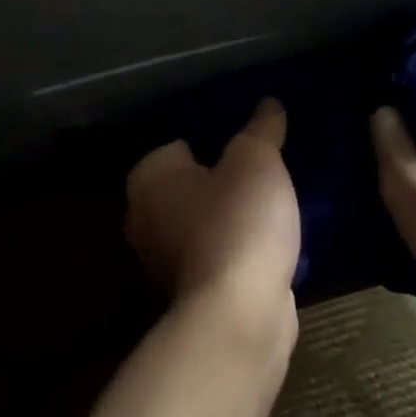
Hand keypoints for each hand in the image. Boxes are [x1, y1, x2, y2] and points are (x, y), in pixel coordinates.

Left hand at [125, 99, 298, 342]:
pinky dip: (237, 251)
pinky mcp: (191, 292)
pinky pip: (217, 256)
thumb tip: (268, 104)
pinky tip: (269, 245)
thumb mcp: (257, 160)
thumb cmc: (238, 220)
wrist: (239, 312)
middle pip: (189, 187)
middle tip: (262, 173)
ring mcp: (164, 261)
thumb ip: (261, 129)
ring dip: (230, 218)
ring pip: (202, 224)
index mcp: (148, 179)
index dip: (212, 144)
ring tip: (272, 207)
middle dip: (221, 182)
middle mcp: (144, 218)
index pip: (177, 147)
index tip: (245, 147)